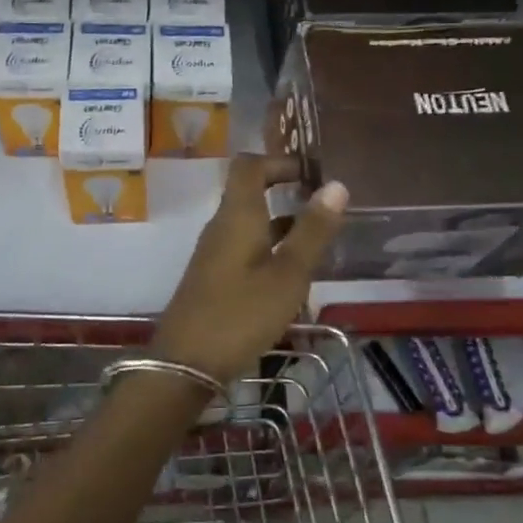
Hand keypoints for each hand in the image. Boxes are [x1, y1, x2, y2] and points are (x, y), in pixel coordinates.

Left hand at [151, 155, 347, 387]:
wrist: (186, 361)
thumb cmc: (241, 313)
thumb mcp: (288, 274)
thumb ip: (312, 231)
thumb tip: (336, 185)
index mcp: (237, 215)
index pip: (250, 165)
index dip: (279, 160)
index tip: (312, 172)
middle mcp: (222, 226)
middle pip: (250, 192)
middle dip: (285, 191)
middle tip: (324, 205)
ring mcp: (214, 253)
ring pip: (250, 223)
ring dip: (281, 223)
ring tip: (318, 239)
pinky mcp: (213, 277)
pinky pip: (244, 248)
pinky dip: (270, 248)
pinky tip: (292, 274)